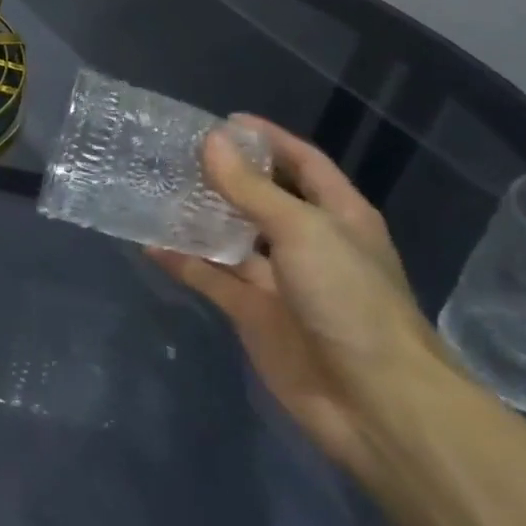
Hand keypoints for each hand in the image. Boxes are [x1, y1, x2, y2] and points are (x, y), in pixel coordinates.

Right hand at [146, 116, 449, 478]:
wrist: (375, 403)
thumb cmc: (350, 299)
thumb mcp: (302, 230)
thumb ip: (251, 189)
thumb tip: (211, 142)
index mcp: (337, 215)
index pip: (302, 162)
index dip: (268, 139)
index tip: (223, 121)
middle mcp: (308, 242)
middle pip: (261, 198)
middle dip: (225, 177)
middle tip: (176, 154)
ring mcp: (279, 281)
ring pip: (231, 238)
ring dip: (199, 217)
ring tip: (156, 189)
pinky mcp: (253, 314)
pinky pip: (212, 279)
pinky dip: (184, 262)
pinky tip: (150, 243)